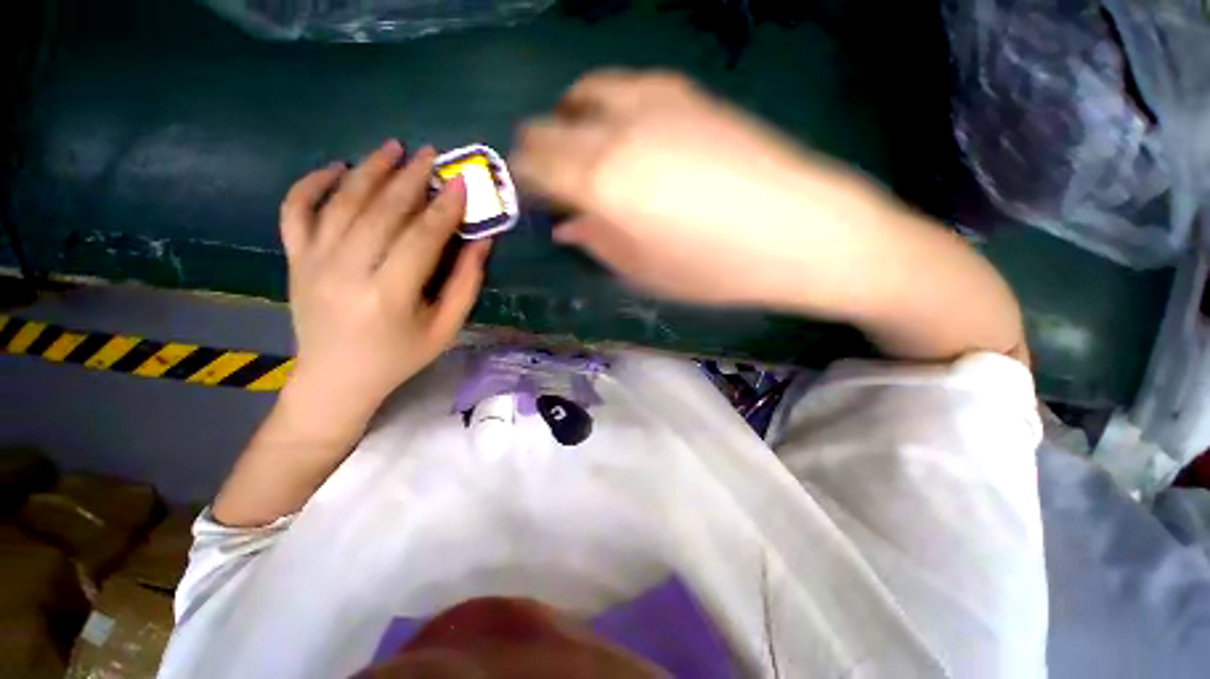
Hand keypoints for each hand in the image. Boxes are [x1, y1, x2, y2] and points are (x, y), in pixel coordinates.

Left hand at [280, 140, 490, 413]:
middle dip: (410, 178)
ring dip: (369, 170)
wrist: (336, 379)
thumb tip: (481, 241)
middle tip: (431, 154)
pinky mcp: (295, 260)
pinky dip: (311, 184)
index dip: (444, 208)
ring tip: (392, 148)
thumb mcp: (446, 328)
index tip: (461, 182)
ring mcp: (313, 262)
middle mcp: (346, 272)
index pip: (422, 238)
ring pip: (341, 202)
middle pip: (381, 211)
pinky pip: (295, 211)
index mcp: (389, 296)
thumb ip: (466, 284)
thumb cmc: (400, 357)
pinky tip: (335, 168)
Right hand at [510, 69, 1025, 362]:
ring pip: (586, 93)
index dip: (524, 179)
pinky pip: (627, 87)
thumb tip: (566, 226)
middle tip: (553, 180)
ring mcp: (655, 102)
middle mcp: (618, 129)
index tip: (531, 198)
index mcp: (602, 181)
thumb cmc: (715, 269)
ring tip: (586, 152)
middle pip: (550, 124)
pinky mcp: (689, 94)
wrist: (801, 233)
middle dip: (540, 152)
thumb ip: (597, 242)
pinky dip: (610, 107)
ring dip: (572, 122)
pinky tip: (628, 134)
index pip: (534, 163)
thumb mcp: (644, 272)